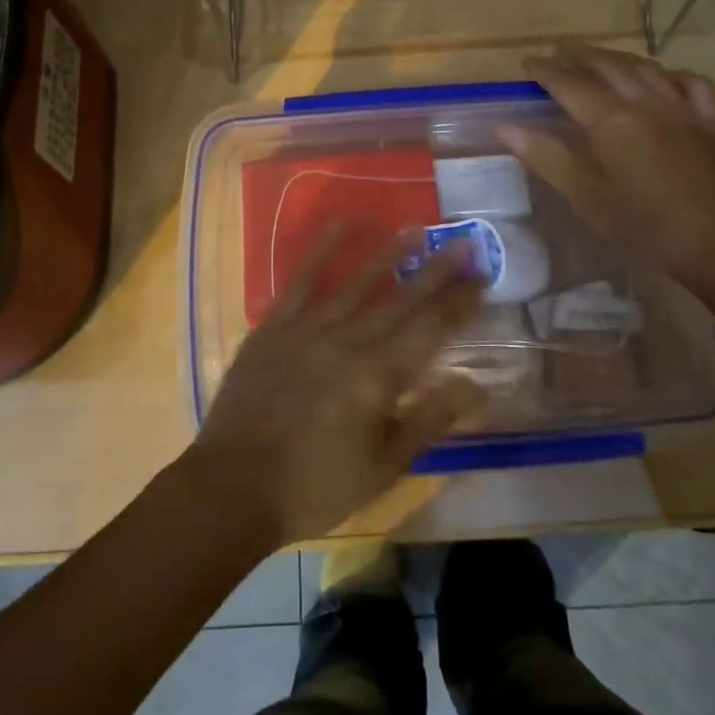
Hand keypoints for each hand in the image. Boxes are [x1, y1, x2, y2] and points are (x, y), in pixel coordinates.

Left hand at [189, 235, 484, 545]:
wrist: (233, 489)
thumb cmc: (315, 487)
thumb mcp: (382, 468)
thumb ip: (428, 421)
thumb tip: (475, 386)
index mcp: (378, 377)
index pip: (430, 330)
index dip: (458, 304)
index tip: (481, 278)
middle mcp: (348, 341)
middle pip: (401, 300)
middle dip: (436, 271)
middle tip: (464, 242)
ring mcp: (307, 329)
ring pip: (357, 283)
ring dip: (388, 254)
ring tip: (415, 228)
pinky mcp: (273, 326)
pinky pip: (300, 281)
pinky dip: (321, 252)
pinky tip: (339, 225)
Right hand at [501, 46, 714, 288]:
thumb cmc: (642, 226)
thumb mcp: (584, 196)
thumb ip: (545, 156)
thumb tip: (504, 126)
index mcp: (610, 120)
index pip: (569, 83)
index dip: (546, 70)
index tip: (527, 63)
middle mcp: (644, 102)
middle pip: (607, 66)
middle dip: (579, 56)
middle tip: (559, 53)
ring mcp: (681, 108)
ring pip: (645, 68)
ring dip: (617, 59)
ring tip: (599, 59)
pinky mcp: (709, 122)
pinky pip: (690, 83)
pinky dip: (669, 75)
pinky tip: (662, 80)